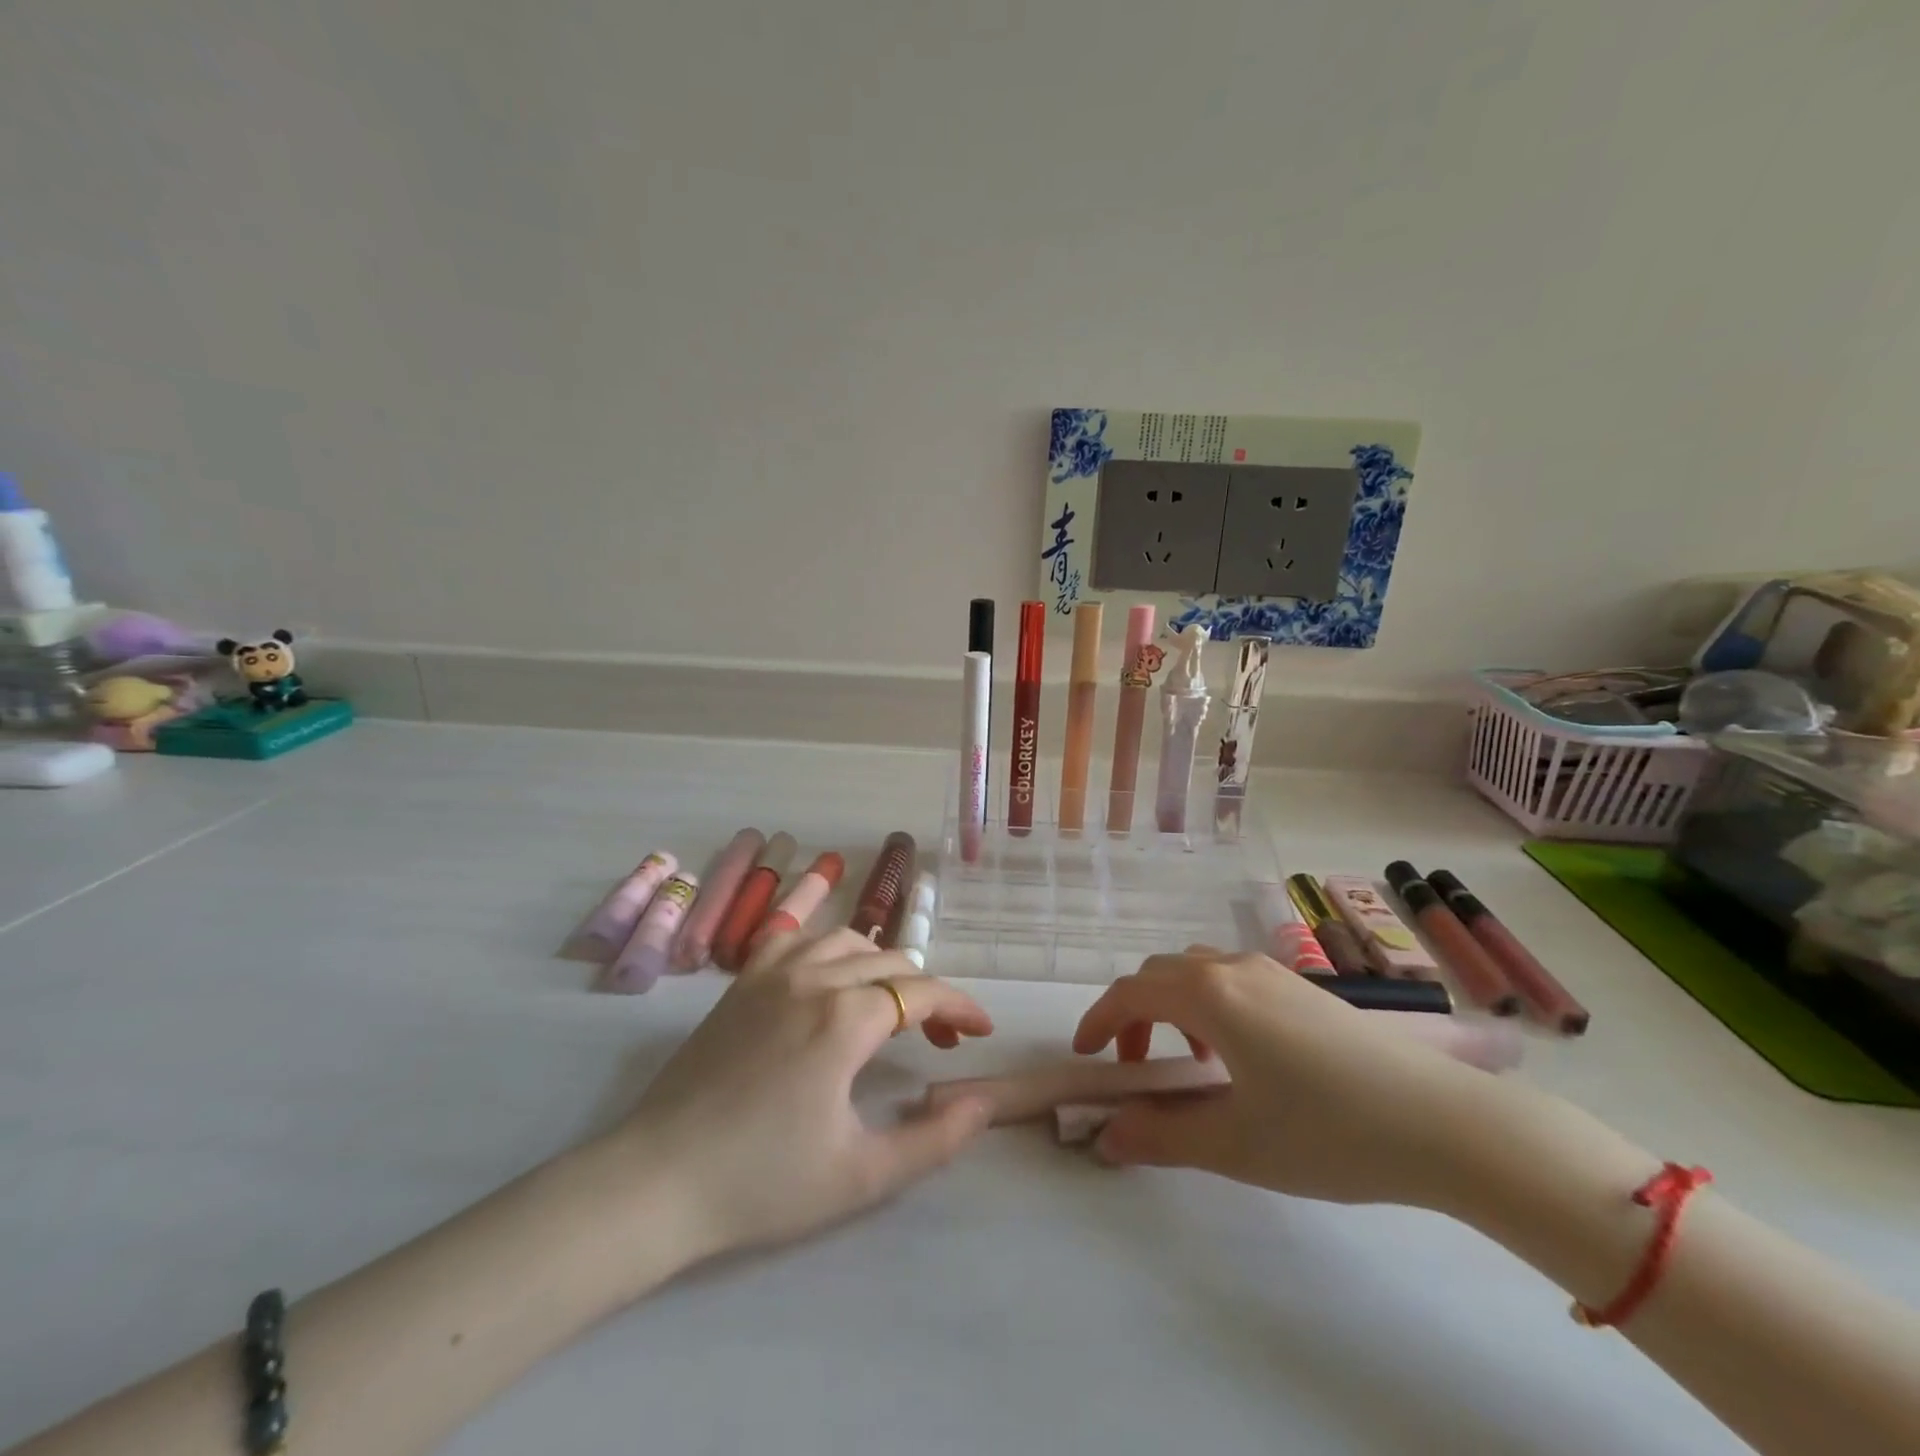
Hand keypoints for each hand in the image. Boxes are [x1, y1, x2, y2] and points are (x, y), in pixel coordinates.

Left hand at [607, 928, 995, 1260]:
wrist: (657, 1181)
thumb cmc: (763, 1183)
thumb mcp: (862, 1176)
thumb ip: (935, 1139)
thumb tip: (984, 1102)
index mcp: (845, 1018)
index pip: (922, 993)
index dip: (960, 1007)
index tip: (981, 1030)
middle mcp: (813, 978)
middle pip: (890, 963)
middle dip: (926, 994)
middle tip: (939, 1037)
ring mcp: (771, 973)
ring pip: (846, 940)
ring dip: (880, 965)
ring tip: (889, 1004)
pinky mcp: (741, 982)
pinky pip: (795, 937)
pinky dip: (825, 947)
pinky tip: (826, 976)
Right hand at [1073, 948, 1504, 1207]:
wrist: (1446, 1123)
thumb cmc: (1329, 1131)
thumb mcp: (1235, 1145)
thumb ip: (1162, 1137)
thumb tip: (1107, 1137)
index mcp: (1210, 994)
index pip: (1131, 991)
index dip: (1099, 1020)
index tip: (1086, 1058)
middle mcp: (1235, 967)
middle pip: (1161, 974)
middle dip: (1135, 1014)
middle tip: (1136, 1066)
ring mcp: (1274, 972)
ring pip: (1198, 971)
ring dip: (1174, 1006)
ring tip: (1191, 1063)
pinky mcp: (1305, 988)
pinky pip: (1233, 979)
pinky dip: (1211, 1004)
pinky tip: (1242, 1055)